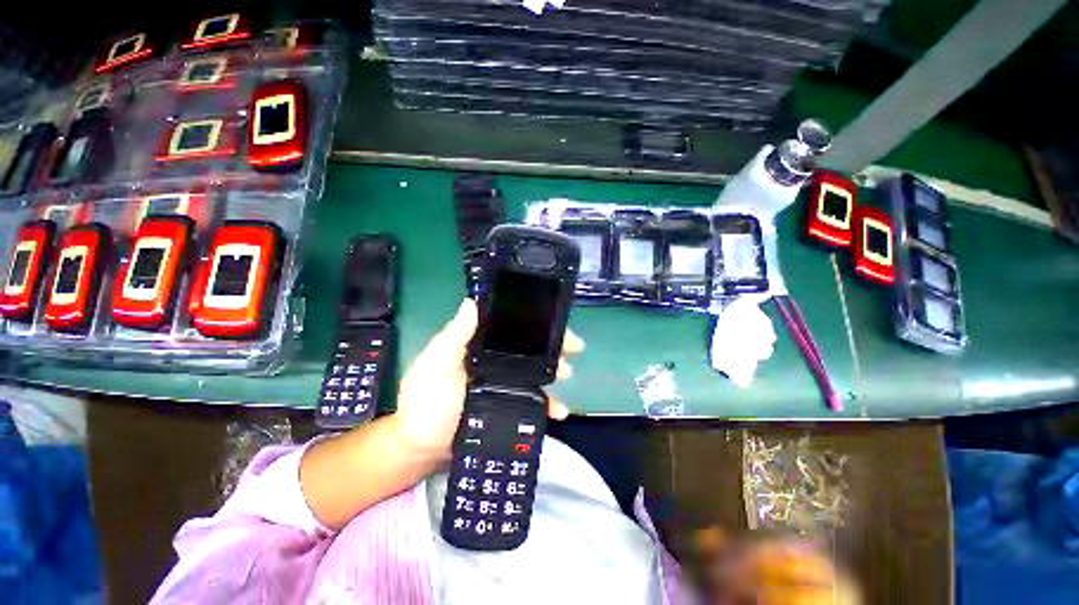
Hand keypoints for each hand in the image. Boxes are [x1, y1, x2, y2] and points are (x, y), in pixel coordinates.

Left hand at [393, 298, 583, 463]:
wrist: (421, 449)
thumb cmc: (426, 401)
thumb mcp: (436, 363)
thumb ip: (454, 336)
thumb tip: (472, 301)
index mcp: (479, 345)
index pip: (510, 327)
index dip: (534, 322)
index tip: (556, 321)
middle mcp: (495, 360)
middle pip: (529, 348)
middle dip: (552, 345)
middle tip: (571, 350)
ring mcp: (504, 384)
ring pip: (536, 372)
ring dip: (555, 370)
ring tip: (566, 375)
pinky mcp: (509, 407)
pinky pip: (534, 401)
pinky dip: (549, 404)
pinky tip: (559, 410)